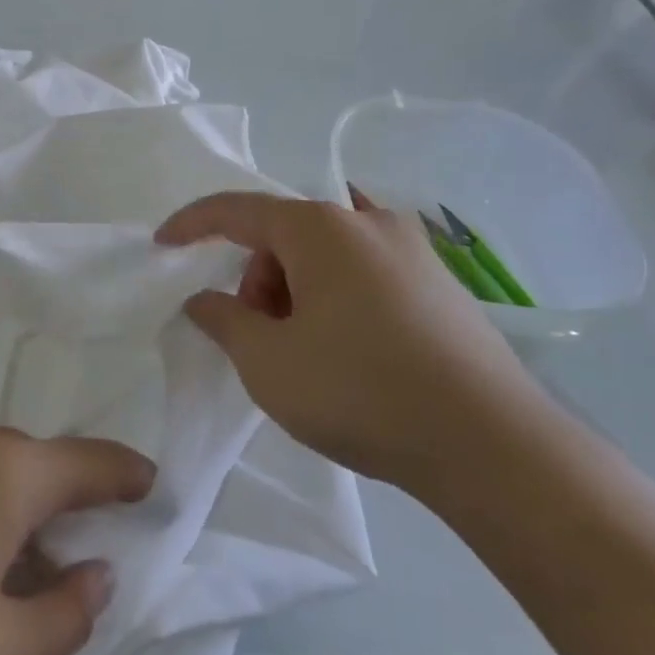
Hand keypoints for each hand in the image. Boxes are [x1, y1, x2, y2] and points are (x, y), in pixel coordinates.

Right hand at [156, 191, 543, 490]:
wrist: (491, 444)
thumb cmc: (360, 391)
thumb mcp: (267, 362)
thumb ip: (224, 321)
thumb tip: (204, 299)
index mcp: (321, 228)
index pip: (237, 210)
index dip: (192, 224)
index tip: (163, 244)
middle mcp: (368, 222)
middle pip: (285, 234)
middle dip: (257, 277)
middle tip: (257, 336)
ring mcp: (413, 249)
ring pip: (326, 253)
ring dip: (295, 289)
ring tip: (304, 351)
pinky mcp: (441, 283)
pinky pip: (364, 271)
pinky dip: (335, 296)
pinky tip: (347, 349)